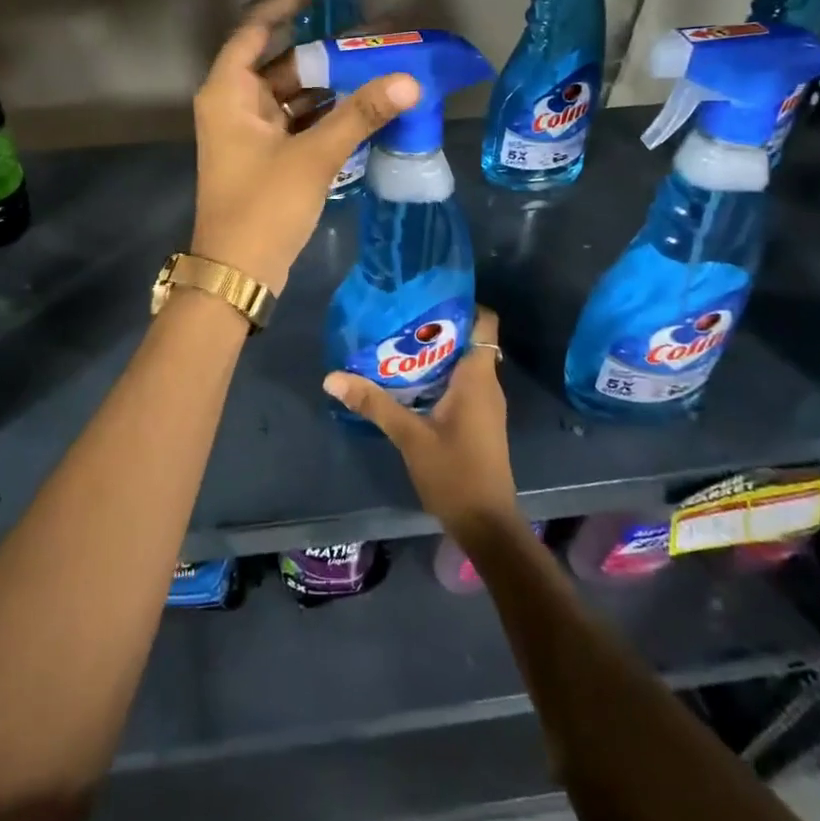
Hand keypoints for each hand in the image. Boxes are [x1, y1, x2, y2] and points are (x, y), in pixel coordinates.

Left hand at [190, 0, 418, 294]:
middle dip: (328, 50)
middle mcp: (234, 103)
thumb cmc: (263, 207)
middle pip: (282, 61)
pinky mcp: (266, 155)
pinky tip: (366, 106)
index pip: (256, 28)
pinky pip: (300, 121)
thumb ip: (360, 115)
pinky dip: (328, 114)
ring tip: (381, 66)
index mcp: (228, 91)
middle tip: (375, 32)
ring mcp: (250, 131)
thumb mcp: (313, 156)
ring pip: (295, 93)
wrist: (238, 273)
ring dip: (333, 84)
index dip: (288, 0)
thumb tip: (409, 80)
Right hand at [323, 307, 521, 542]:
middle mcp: (486, 384)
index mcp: (478, 378)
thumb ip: (374, 403)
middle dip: (435, 327)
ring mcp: (484, 404)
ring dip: (434, 353)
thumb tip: (332, 377)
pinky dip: (437, 376)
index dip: (463, 303)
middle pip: (467, 339)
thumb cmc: (455, 473)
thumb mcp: (409, 436)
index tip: (427, 296)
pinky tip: (406, 381)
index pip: (485, 322)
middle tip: (397, 318)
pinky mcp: (477, 420)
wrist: (486, 525)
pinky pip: (460, 384)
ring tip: (395, 344)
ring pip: (462, 363)